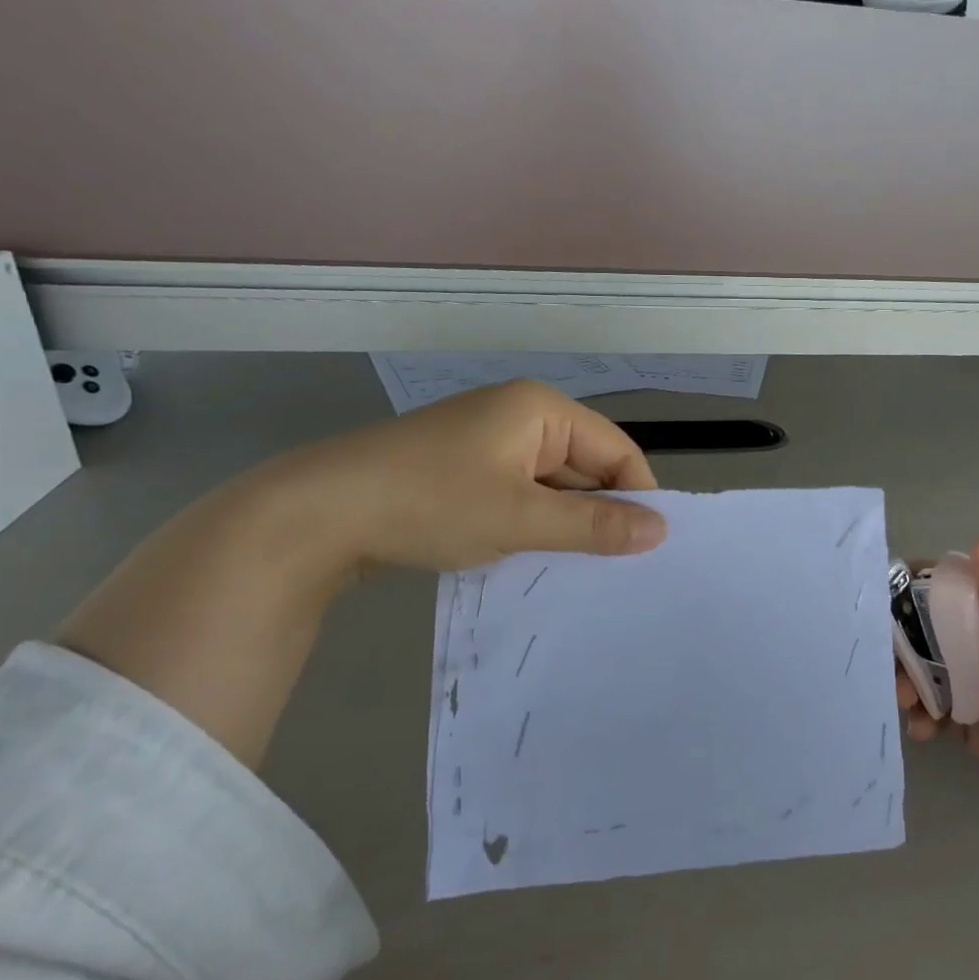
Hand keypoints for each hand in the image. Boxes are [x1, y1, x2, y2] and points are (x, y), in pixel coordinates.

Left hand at [268, 380, 667, 576]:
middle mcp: (520, 416)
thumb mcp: (522, 518)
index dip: (638, 496)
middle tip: (618, 568)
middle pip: (586, 465)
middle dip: (599, 513)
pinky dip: (532, 523)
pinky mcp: (464, 469)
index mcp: (541, 410)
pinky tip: (535, 556)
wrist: (317, 513)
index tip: (649, 548)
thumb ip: (595, 526)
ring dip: (565, 523)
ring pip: (552, 485)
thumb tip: (661, 531)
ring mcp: (489, 442)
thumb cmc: (432, 502)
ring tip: (581, 569)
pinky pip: (520, 494)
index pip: (617, 449)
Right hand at [897, 529, 978, 890]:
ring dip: (913, 679)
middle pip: (944, 630)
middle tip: (889, 670)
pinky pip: (943, 711)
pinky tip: (919, 732)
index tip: (882, 604)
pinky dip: (925, 715)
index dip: (924, 590)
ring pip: (938, 670)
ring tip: (904, 706)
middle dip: (910, 642)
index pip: (969, 588)